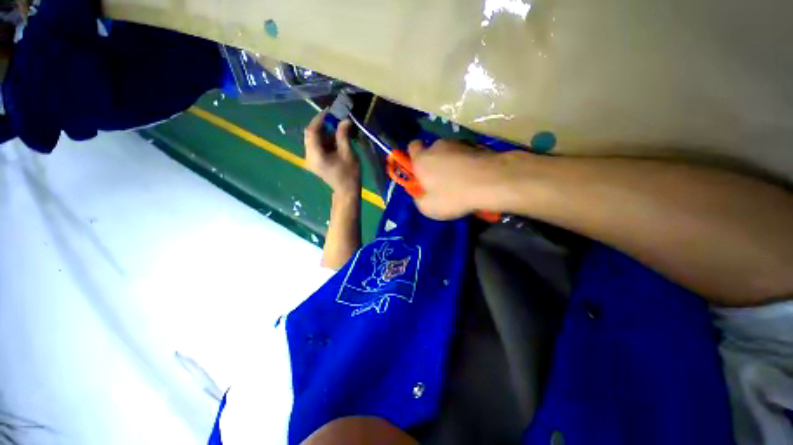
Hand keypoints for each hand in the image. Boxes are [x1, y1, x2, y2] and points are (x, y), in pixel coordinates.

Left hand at [304, 112, 360, 194]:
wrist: (347, 191)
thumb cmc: (349, 174)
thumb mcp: (348, 153)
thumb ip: (343, 136)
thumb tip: (344, 121)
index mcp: (316, 155)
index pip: (311, 131)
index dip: (319, 119)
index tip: (329, 112)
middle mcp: (309, 157)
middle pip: (311, 135)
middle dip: (322, 126)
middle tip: (335, 121)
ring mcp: (310, 160)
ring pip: (313, 140)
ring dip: (325, 134)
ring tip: (338, 131)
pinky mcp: (315, 162)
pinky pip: (316, 147)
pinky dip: (325, 141)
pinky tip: (335, 141)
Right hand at [408, 139, 500, 219]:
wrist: (490, 182)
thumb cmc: (452, 195)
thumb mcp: (428, 207)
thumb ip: (419, 199)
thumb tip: (421, 195)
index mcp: (422, 159)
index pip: (412, 147)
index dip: (414, 157)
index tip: (419, 170)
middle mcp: (438, 146)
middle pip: (432, 151)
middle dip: (434, 163)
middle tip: (441, 181)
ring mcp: (459, 143)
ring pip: (450, 152)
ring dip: (451, 163)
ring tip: (461, 181)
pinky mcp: (477, 145)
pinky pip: (466, 155)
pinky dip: (467, 163)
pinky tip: (473, 177)